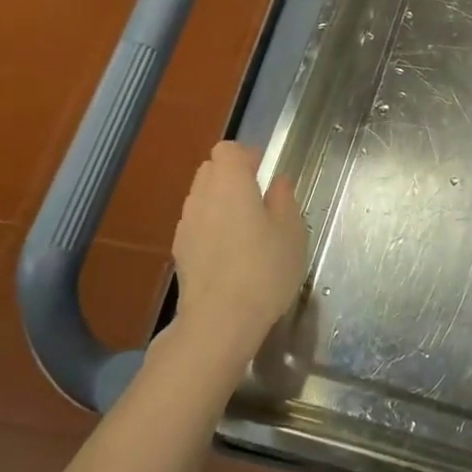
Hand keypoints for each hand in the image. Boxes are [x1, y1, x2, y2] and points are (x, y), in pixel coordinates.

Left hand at [172, 142, 307, 375]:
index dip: (247, 155)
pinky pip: (197, 224)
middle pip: (210, 170)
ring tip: (245, 228)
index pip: (228, 150)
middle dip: (232, 176)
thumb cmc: (264, 269)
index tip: (265, 171)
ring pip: (202, 198)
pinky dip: (211, 227)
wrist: (219, 321)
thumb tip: (278, 182)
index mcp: (230, 182)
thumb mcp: (291, 232)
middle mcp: (202, 196)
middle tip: (259, 197)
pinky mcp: (180, 252)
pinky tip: (231, 253)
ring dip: (220, 202)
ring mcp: (186, 225)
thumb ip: (284, 200)